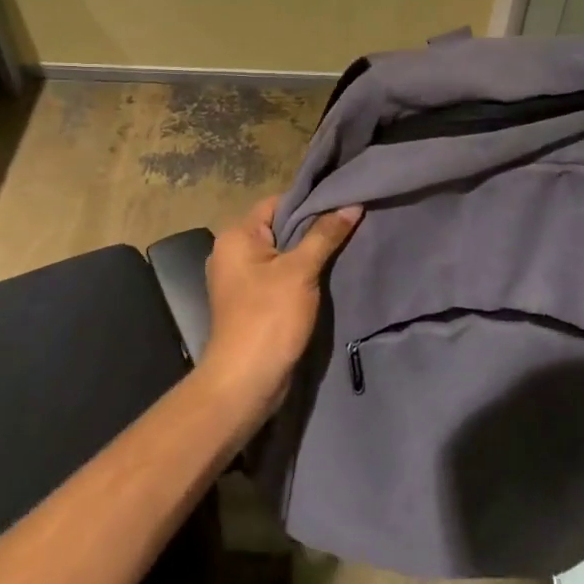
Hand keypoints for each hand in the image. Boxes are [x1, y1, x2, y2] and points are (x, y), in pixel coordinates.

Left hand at [198, 196, 362, 420]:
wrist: (246, 382)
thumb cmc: (269, 317)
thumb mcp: (301, 271)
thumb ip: (325, 235)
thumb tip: (351, 205)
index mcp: (236, 236)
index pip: (276, 202)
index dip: (309, 202)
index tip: (342, 201)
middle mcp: (232, 252)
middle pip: (279, 227)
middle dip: (313, 227)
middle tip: (350, 223)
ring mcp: (240, 279)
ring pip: (282, 253)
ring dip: (309, 253)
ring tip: (345, 246)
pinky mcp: (251, 302)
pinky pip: (279, 276)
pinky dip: (301, 274)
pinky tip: (328, 274)